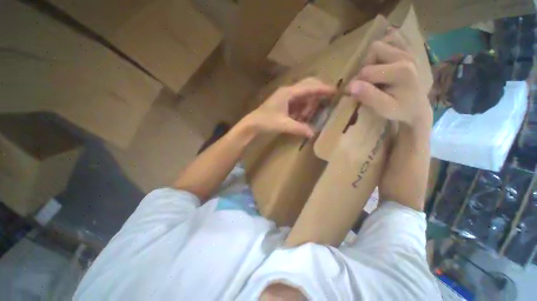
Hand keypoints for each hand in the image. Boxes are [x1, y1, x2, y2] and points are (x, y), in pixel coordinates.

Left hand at [244, 77, 335, 136]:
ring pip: (303, 94)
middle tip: (329, 98)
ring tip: (312, 113)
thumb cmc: (266, 122)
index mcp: (288, 93)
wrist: (253, 123)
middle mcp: (288, 91)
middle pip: (307, 85)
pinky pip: (298, 101)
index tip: (335, 90)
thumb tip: (313, 133)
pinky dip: (303, 107)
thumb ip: (299, 128)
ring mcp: (285, 96)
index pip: (309, 87)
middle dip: (318, 91)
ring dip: (310, 102)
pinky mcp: (284, 102)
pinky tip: (304, 115)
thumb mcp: (283, 125)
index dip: (322, 88)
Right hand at [347, 29, 431, 129]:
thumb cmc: (400, 110)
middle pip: (374, 51)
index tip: (353, 94)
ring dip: (371, 60)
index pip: (367, 71)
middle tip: (366, 83)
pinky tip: (380, 65)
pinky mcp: (407, 52)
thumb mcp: (383, 108)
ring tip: (374, 76)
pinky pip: (391, 41)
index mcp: (401, 71)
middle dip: (365, 68)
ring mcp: (408, 51)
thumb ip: (368, 96)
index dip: (356, 83)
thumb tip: (350, 86)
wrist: (417, 108)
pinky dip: (381, 52)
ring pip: (380, 45)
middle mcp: (405, 56)